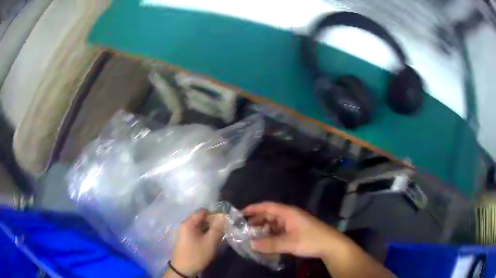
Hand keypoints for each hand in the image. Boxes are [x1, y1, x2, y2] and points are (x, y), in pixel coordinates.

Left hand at [168, 209, 224, 276]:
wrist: (183, 269)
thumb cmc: (197, 255)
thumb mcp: (210, 242)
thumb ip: (217, 228)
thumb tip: (223, 215)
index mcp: (189, 223)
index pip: (203, 211)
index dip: (214, 215)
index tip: (224, 223)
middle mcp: (185, 225)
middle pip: (201, 218)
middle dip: (213, 223)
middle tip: (223, 231)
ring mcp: (185, 232)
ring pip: (200, 226)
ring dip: (210, 230)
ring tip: (219, 237)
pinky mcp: (187, 239)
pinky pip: (198, 232)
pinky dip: (205, 234)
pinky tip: (211, 241)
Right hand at [244, 202, 343, 257]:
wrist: (330, 245)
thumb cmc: (311, 240)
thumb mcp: (289, 243)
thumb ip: (270, 244)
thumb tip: (251, 244)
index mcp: (288, 213)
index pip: (268, 206)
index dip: (254, 208)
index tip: (241, 213)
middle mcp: (290, 216)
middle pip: (270, 215)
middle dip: (257, 220)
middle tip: (244, 229)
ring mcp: (293, 223)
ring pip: (274, 224)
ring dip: (264, 229)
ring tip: (252, 236)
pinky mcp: (296, 231)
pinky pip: (280, 231)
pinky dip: (272, 235)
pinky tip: (266, 242)